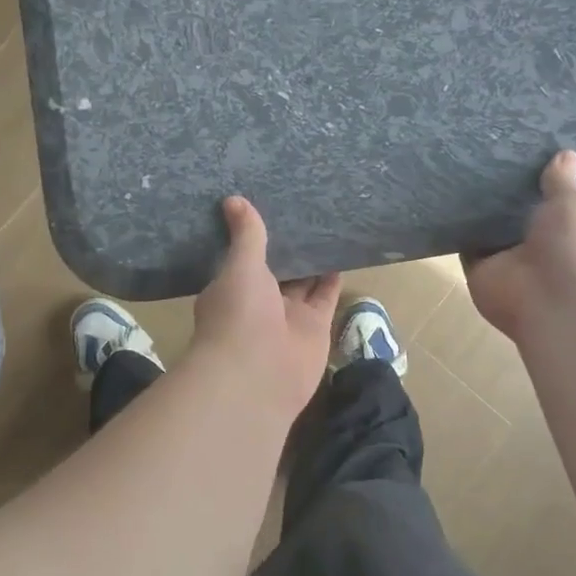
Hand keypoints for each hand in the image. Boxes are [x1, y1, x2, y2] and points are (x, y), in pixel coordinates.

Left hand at [191, 196, 340, 420]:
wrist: (258, 376)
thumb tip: (232, 199)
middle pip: (276, 268)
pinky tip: (342, 251)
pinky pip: (326, 296)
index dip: (253, 237)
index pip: (243, 257)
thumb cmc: (239, 315)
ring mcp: (288, 316)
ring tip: (326, 223)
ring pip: (303, 281)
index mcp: (232, 287)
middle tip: (302, 208)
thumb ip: (245, 235)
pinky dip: (333, 278)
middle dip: (287, 246)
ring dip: (312, 259)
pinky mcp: (315, 327)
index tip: (265, 205)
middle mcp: (259, 302)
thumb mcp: (240, 266)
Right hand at [466, 150, 575, 342]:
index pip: (546, 202)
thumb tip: (566, 153)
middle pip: (511, 215)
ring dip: (474, 210)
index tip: (516, 152)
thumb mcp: (571, 206)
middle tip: (477, 154)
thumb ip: (560, 182)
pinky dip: (454, 229)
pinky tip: (441, 198)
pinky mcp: (478, 269)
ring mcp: (506, 260)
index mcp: (565, 230)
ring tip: (452, 168)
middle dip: (498, 193)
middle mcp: (534, 246)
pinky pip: (463, 245)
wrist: (556, 303)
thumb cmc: (575, 249)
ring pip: (486, 229)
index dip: (533, 181)